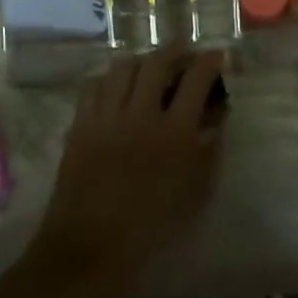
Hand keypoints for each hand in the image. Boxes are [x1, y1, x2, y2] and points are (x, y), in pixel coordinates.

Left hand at [24, 49, 225, 297]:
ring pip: (122, 67)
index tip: (217, 55)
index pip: (196, 80)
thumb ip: (208, 151)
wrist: (90, 247)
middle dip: (175, 50)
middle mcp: (140, 115)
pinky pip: (93, 85)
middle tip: (185, 52)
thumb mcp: (194, 192)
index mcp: (174, 133)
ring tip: (150, 65)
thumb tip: (215, 118)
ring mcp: (106, 117)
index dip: (209, 61)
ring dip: (141, 60)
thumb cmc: (151, 228)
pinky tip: (116, 85)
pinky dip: (109, 78)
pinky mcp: (80, 125)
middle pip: (157, 62)